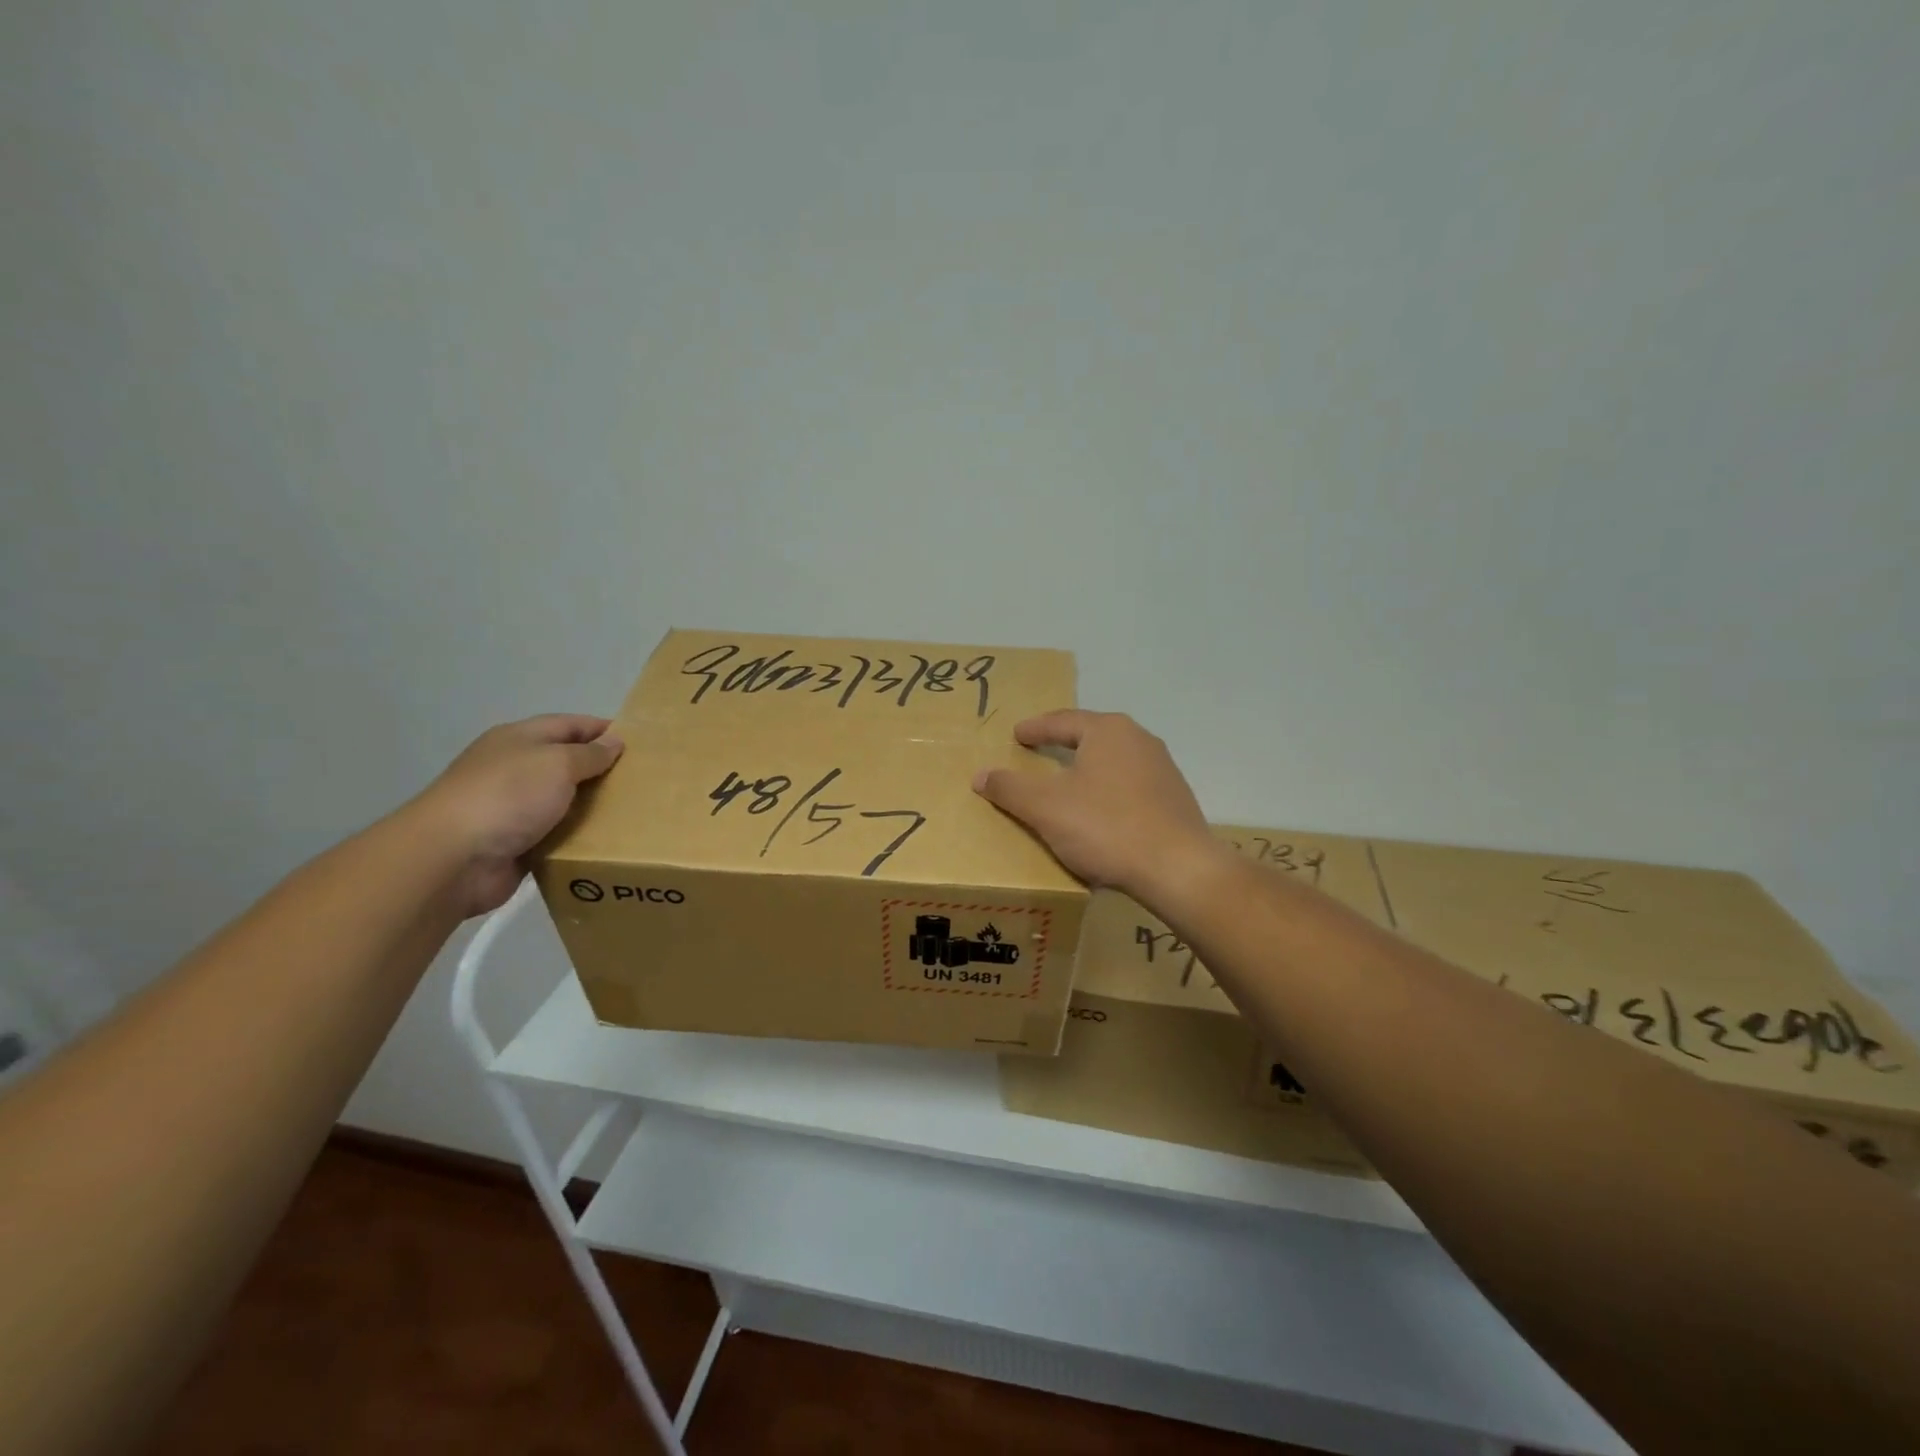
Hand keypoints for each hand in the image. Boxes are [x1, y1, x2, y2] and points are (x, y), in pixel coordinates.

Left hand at [406, 714, 624, 916]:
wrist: (452, 858)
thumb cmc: (508, 796)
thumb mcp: (557, 763)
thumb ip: (589, 754)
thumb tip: (614, 743)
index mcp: (519, 739)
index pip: (569, 724)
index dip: (603, 729)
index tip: (639, 742)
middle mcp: (514, 768)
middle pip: (566, 763)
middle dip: (601, 770)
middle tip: (643, 781)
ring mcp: (512, 808)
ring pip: (563, 802)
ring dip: (592, 808)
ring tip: (633, 813)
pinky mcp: (514, 843)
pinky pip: (555, 835)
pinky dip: (577, 838)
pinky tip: (606, 843)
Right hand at [973, 710, 1220, 900]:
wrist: (1178, 869)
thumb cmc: (1106, 827)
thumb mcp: (1045, 808)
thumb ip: (1010, 788)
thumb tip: (981, 775)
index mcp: (1108, 731)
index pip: (1062, 721)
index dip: (1035, 728)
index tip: (1017, 735)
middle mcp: (1139, 740)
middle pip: (1091, 736)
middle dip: (1063, 743)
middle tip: (1039, 752)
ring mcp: (1162, 769)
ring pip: (1113, 762)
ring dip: (1088, 769)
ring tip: (1067, 783)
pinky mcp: (1174, 799)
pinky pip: (1130, 787)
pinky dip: (1108, 792)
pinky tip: (1100, 813)